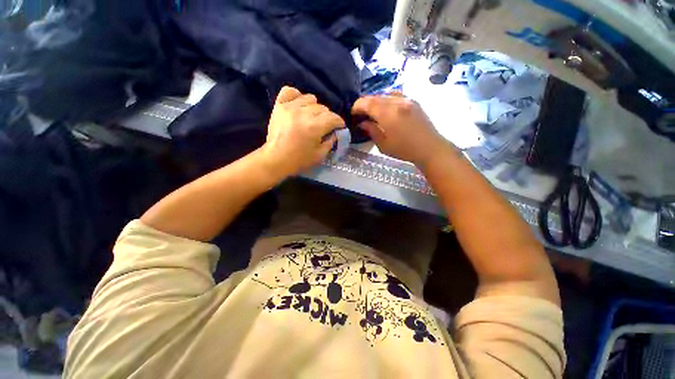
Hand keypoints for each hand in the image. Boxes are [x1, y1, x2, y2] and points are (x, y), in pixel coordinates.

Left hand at [261, 86, 344, 176]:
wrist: (276, 159)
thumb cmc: (299, 160)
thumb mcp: (320, 155)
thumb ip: (330, 142)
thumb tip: (335, 132)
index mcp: (314, 127)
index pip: (333, 117)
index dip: (339, 123)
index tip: (339, 127)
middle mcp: (303, 113)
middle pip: (323, 108)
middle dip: (327, 118)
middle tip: (324, 127)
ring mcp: (290, 107)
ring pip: (310, 98)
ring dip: (314, 107)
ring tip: (311, 117)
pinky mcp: (279, 106)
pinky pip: (290, 91)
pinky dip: (297, 96)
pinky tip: (298, 106)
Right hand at [352, 94, 451, 166]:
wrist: (430, 147)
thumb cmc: (404, 150)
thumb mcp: (384, 145)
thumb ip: (371, 131)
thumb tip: (362, 123)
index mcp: (388, 114)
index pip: (367, 103)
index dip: (357, 106)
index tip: (353, 113)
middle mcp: (397, 102)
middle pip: (375, 97)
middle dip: (365, 104)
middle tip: (360, 114)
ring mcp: (406, 99)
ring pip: (385, 95)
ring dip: (375, 101)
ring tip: (372, 112)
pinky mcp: (413, 101)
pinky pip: (395, 95)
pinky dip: (386, 100)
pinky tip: (386, 109)